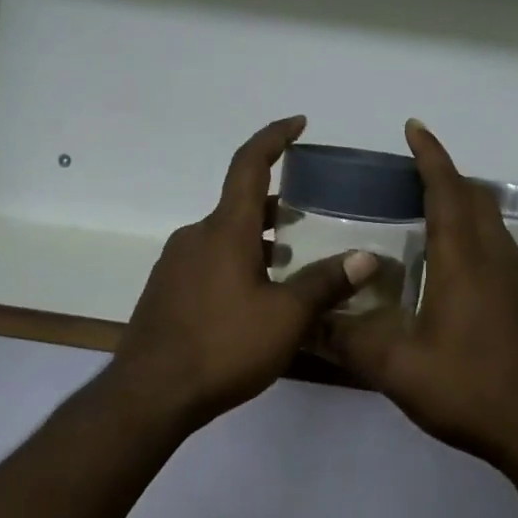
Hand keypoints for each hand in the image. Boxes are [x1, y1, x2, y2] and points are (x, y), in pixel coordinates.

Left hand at [109, 116, 378, 432]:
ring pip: (225, 236)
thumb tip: (367, 258)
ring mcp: (176, 263)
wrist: (150, 394)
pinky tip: (256, 296)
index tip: (299, 123)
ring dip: (259, 239)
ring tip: (293, 261)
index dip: (274, 138)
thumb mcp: (286, 317)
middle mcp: (196, 236)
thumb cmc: (223, 347)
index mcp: (225, 230)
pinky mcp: (167, 290)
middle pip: (240, 204)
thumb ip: (325, 283)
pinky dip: (238, 261)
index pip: (249, 165)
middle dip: (277, 204)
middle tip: (312, 217)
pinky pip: (209, 260)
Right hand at [320, 121, 517, 468]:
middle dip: (446, 175)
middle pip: (475, 198)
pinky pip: (499, 248)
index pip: (447, 191)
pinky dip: (475, 234)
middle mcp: (495, 259)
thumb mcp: (398, 369)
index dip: (431, 156)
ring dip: (464, 204)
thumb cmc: (471, 390)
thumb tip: (306, 325)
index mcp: (463, 261)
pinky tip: (454, 265)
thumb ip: (350, 342)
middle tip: (412, 172)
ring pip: (491, 223)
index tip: (414, 128)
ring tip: (428, 210)